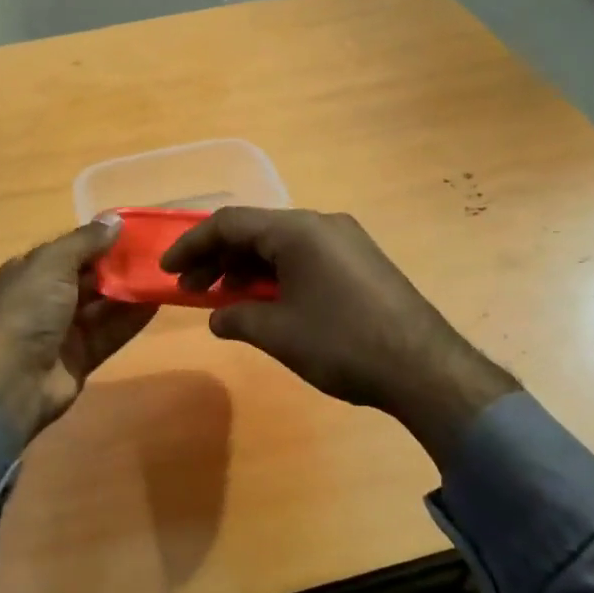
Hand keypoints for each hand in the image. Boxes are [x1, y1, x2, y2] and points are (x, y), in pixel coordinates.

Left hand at [0, 217, 156, 444]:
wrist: (10, 380)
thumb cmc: (27, 310)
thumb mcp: (53, 264)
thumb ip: (86, 242)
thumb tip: (115, 219)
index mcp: (32, 271)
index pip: (71, 250)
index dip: (101, 240)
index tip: (136, 232)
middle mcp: (47, 297)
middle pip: (90, 277)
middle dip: (120, 266)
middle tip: (158, 253)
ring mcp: (64, 329)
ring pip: (103, 305)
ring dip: (130, 291)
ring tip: (164, 275)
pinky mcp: (81, 357)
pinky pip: (111, 332)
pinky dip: (132, 319)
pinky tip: (158, 303)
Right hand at [161, 208, 516, 462]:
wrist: (426, 369)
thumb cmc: (342, 343)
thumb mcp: (279, 333)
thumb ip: (238, 318)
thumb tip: (217, 317)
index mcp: (297, 230)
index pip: (229, 223)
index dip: (192, 244)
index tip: (168, 269)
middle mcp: (321, 224)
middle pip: (254, 230)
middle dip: (218, 258)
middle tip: (193, 290)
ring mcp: (345, 241)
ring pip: (280, 244)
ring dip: (246, 268)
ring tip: (225, 301)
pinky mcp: (360, 262)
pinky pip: (304, 257)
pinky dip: (276, 275)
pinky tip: (266, 303)